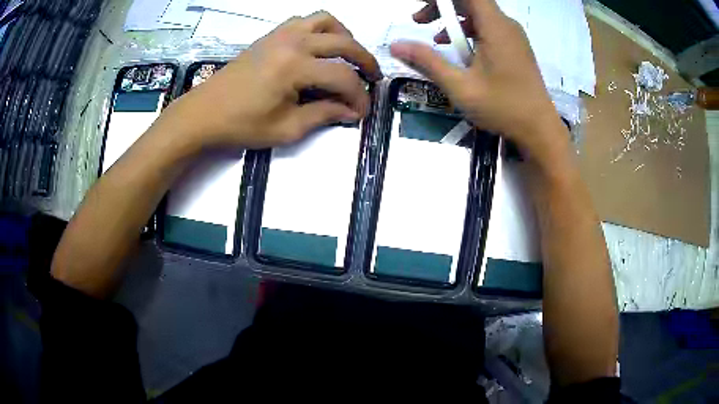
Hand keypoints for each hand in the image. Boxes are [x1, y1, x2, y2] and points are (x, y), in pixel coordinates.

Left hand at [162, 11, 381, 149]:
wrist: (204, 113)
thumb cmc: (240, 125)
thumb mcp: (285, 129)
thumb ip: (323, 115)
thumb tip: (350, 111)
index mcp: (295, 68)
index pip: (342, 78)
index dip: (359, 97)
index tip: (362, 112)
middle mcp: (293, 42)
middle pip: (344, 43)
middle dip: (365, 61)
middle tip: (372, 79)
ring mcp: (281, 34)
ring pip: (326, 21)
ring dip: (344, 37)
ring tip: (348, 56)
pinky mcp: (271, 35)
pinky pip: (304, 20)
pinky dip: (321, 29)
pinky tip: (320, 46)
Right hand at [390, 0, 567, 166]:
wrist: (541, 131)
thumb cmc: (504, 107)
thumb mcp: (460, 86)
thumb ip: (428, 62)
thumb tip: (396, 45)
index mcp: (495, 26)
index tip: (420, 5)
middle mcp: (506, 25)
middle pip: (470, 2)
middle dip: (442, 7)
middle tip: (417, 20)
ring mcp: (513, 37)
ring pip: (479, 15)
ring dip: (453, 21)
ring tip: (434, 39)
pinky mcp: (515, 49)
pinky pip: (488, 29)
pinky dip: (468, 32)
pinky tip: (458, 52)